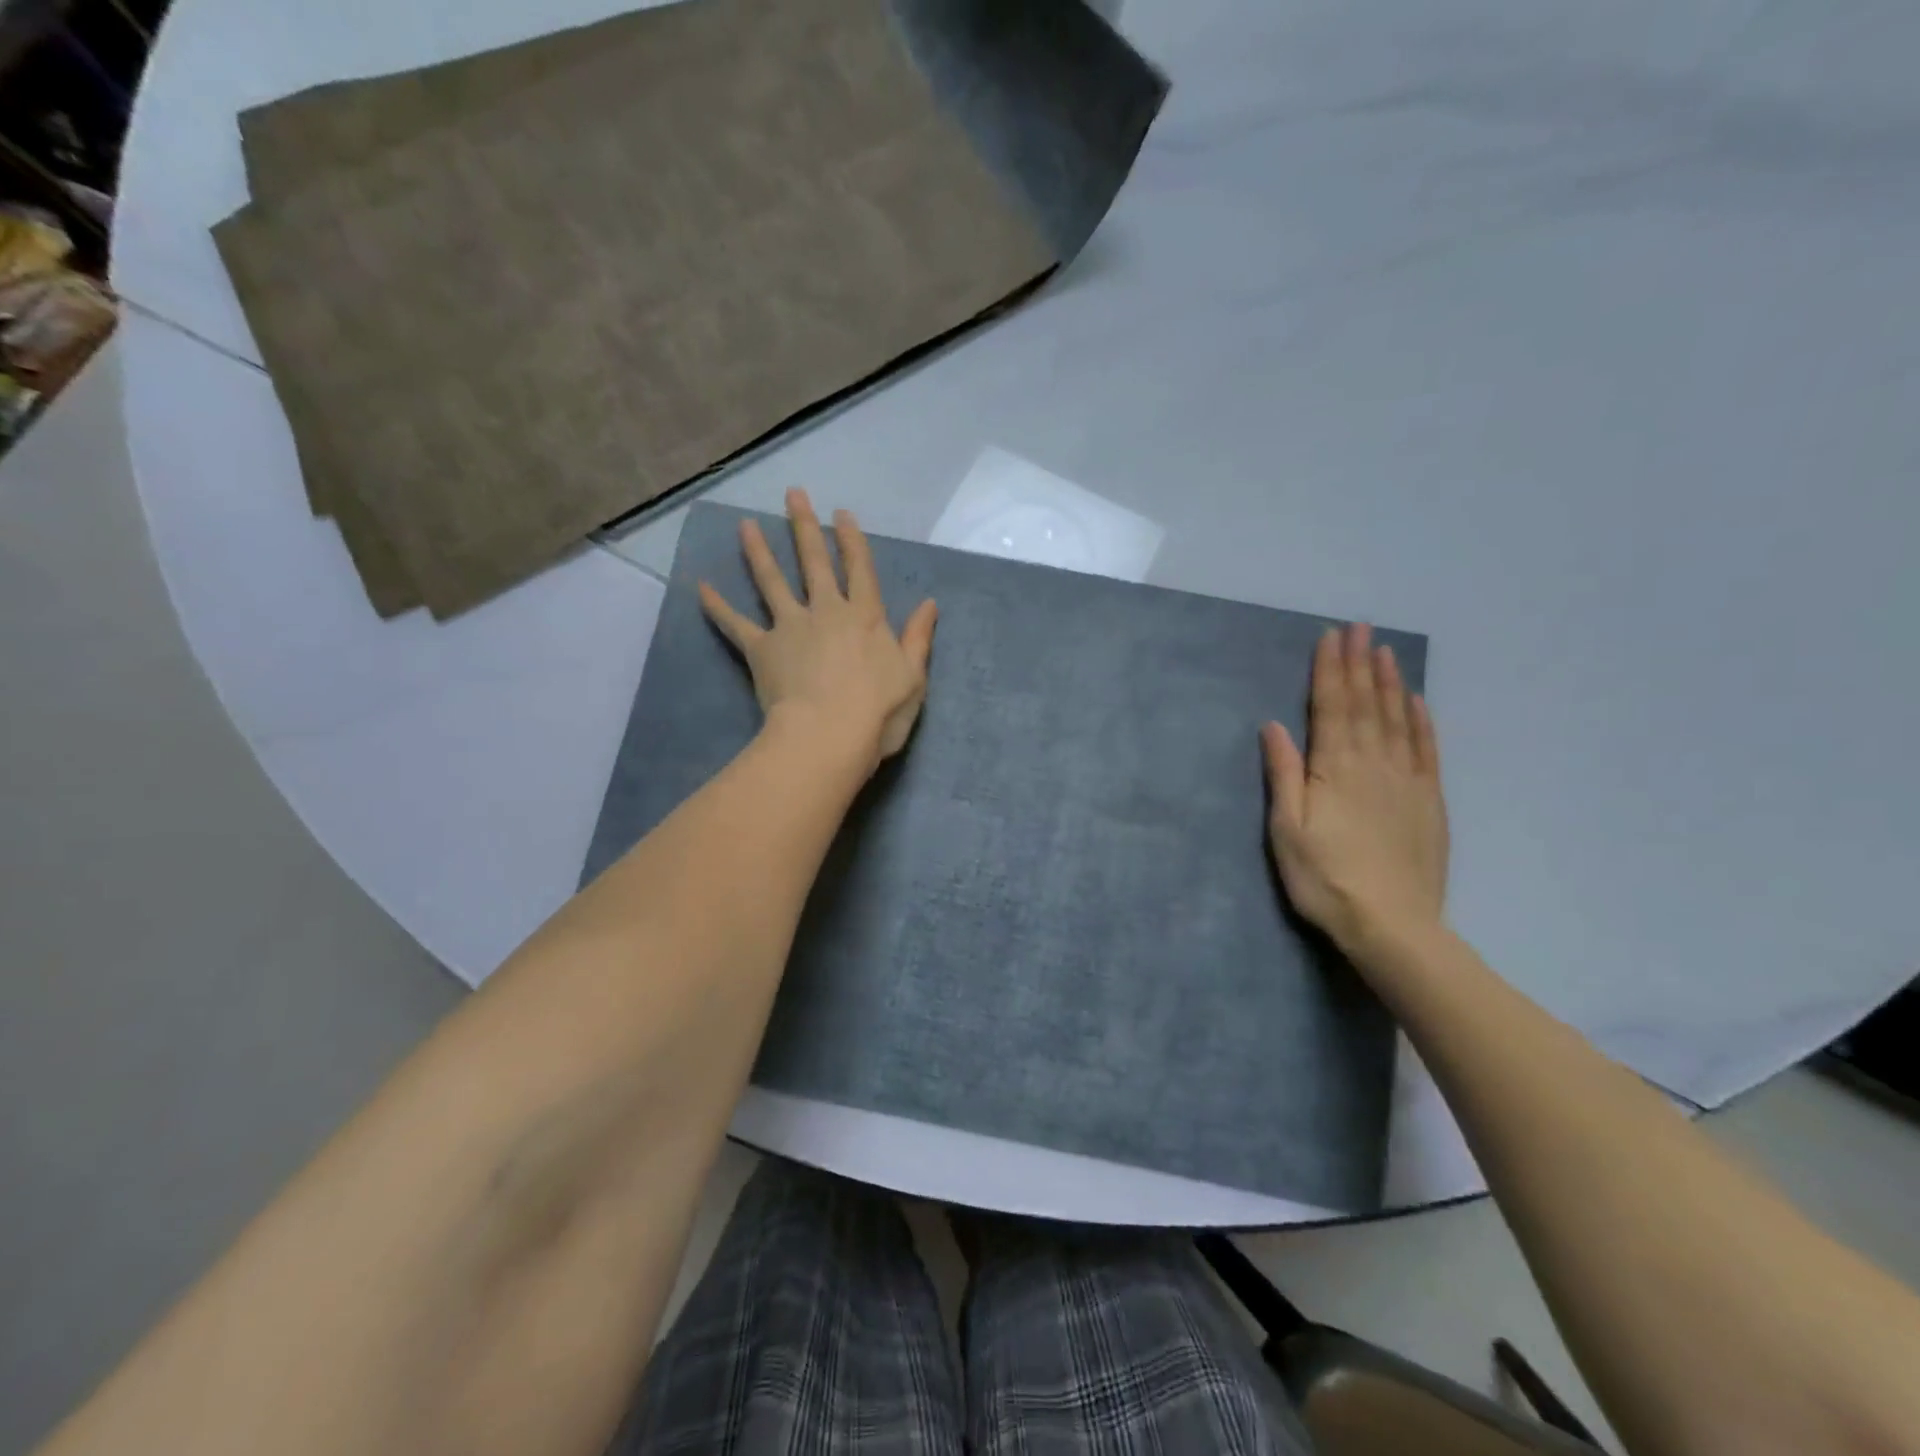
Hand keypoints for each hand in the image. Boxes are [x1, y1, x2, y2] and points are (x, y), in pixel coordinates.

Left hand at [700, 488, 937, 769]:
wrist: (829, 734)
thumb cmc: (879, 711)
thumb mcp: (914, 676)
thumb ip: (919, 637)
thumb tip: (930, 604)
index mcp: (866, 617)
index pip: (859, 569)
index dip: (851, 540)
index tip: (841, 513)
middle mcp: (827, 611)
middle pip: (814, 562)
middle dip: (804, 527)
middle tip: (793, 495)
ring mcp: (791, 627)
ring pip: (772, 582)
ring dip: (759, 552)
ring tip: (745, 525)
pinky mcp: (762, 649)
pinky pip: (736, 624)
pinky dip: (718, 607)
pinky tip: (701, 588)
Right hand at [1261, 623, 1448, 953]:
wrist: (1391, 924)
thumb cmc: (1324, 878)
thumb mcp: (1287, 829)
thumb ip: (1284, 774)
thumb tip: (1274, 725)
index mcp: (1334, 768)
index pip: (1331, 707)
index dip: (1329, 670)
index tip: (1330, 637)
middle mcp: (1373, 763)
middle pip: (1365, 704)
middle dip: (1359, 664)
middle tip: (1359, 628)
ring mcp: (1407, 780)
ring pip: (1397, 719)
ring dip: (1389, 682)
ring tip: (1384, 650)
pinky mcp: (1429, 800)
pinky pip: (1427, 750)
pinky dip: (1422, 721)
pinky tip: (1417, 701)